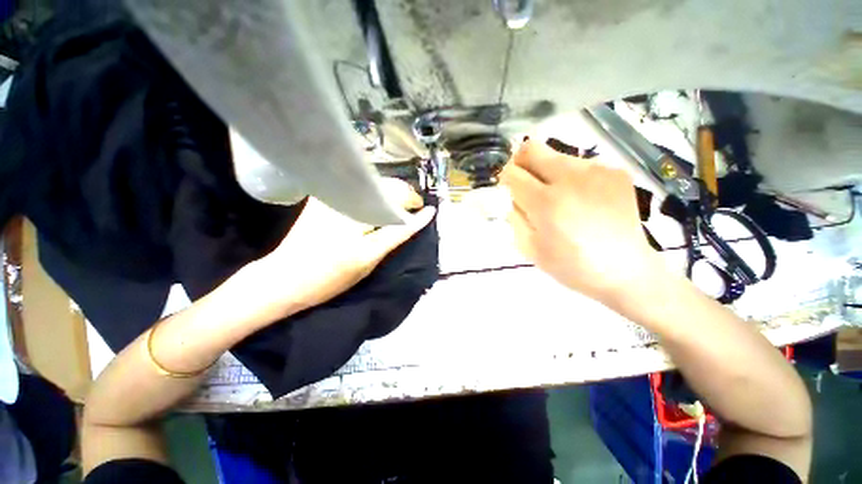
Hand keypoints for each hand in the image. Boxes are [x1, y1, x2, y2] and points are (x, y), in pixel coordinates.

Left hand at [255, 178, 435, 315]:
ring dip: (391, 193)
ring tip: (400, 206)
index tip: (425, 209)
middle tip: (413, 208)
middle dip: (404, 195)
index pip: (396, 200)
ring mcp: (331, 195)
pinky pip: (357, 188)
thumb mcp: (369, 259)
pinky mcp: (322, 198)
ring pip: (373, 184)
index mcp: (356, 214)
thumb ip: (395, 235)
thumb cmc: (330, 276)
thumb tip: (417, 219)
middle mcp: (343, 197)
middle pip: (385, 185)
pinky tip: (379, 203)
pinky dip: (373, 194)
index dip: (414, 203)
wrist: (284, 279)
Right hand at [500, 140, 662, 305]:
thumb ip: (514, 216)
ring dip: (547, 172)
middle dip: (520, 162)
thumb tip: (512, 195)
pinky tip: (581, 199)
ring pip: (555, 155)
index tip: (508, 189)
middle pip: (531, 149)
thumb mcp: (528, 248)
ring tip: (559, 197)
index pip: (512, 173)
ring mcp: (597, 171)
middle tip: (525, 183)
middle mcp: (571, 178)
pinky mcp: (615, 171)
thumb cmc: (570, 265)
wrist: (625, 270)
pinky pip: (579, 165)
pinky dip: (571, 178)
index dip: (505, 179)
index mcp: (546, 203)